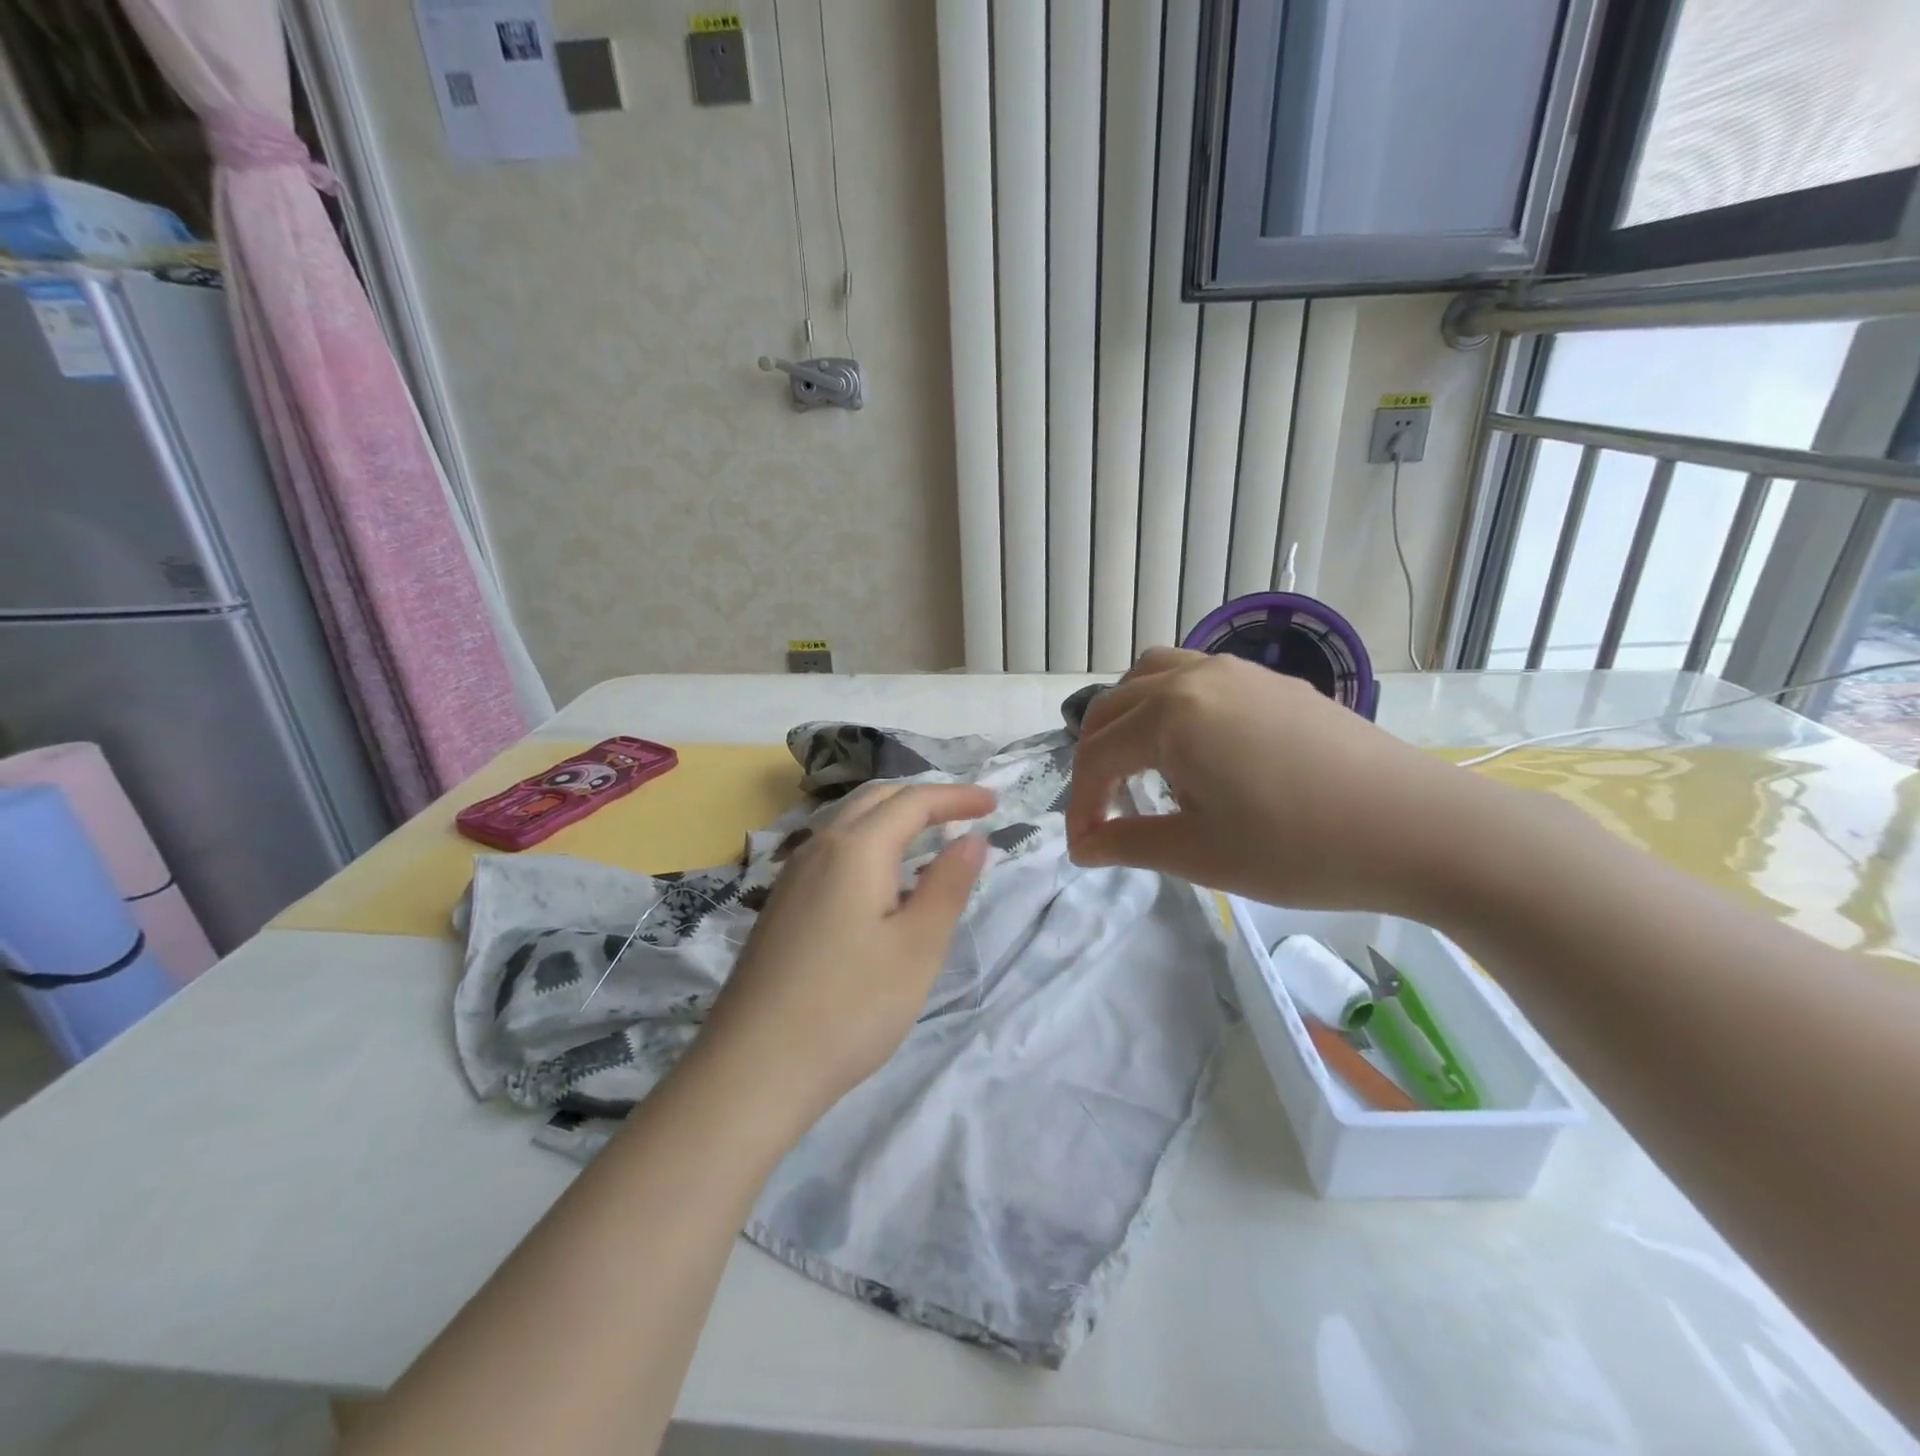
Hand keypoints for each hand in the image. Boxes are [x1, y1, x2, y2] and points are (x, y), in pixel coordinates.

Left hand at [695, 782, 993, 1127]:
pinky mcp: (781, 906)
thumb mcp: (917, 947)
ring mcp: (792, 877)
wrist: (753, 1068)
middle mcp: (818, 848)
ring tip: (930, 841)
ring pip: (848, 824)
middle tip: (965, 813)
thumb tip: (972, 839)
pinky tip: (882, 884)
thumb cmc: (850, 1007)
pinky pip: (832, 852)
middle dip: (924, 798)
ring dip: (893, 819)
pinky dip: (868, 845)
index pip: (913, 802)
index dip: (957, 797)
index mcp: (855, 849)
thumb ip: (948, 885)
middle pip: (876, 800)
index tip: (995, 803)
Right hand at [1067, 648, 1487, 916]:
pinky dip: (1170, 704)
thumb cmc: (1300, 847)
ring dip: (1129, 717)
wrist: (1420, 827)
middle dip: (1095, 759)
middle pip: (1114, 706)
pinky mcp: (1272, 682)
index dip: (1082, 806)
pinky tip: (1196, 748)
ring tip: (1140, 763)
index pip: (1097, 756)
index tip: (1086, 850)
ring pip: (1153, 674)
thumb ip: (1128, 844)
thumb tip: (1084, 848)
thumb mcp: (1200, 855)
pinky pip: (1196, 675)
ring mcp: (1238, 671)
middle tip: (1105, 810)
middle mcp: (1195, 676)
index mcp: (1170, 716)